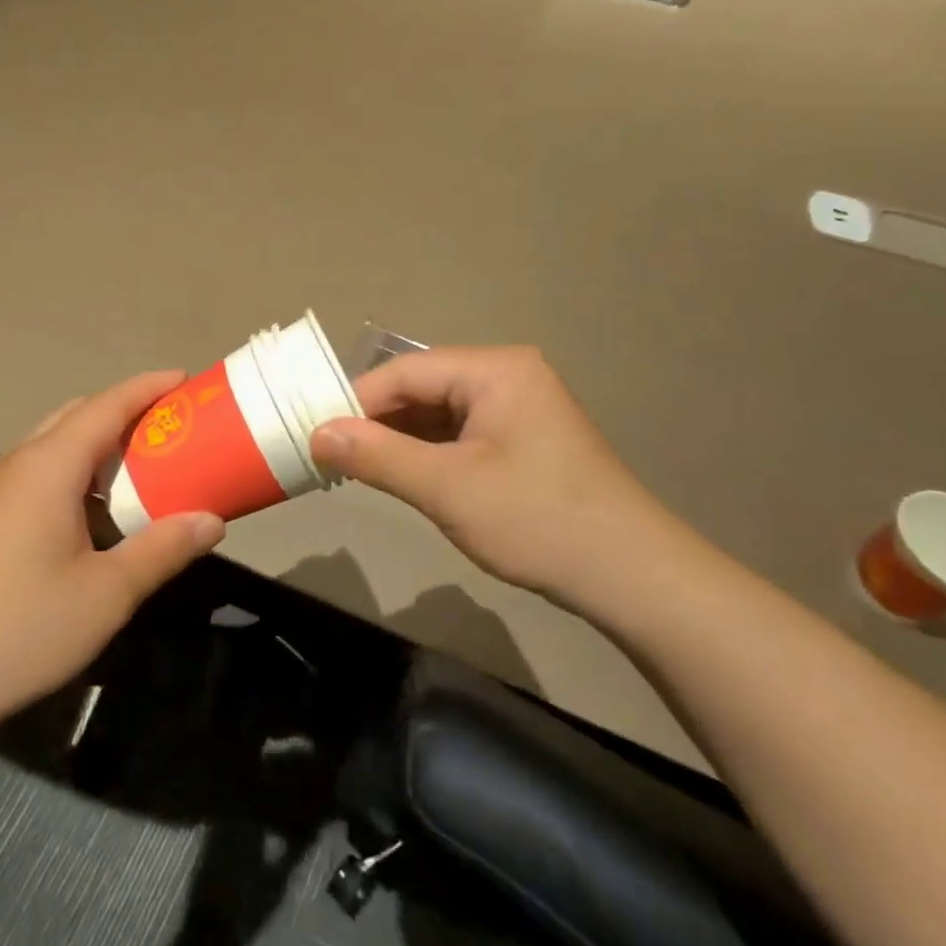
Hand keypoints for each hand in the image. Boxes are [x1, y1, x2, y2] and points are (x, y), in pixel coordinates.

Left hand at [0, 371, 225, 731]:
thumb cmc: (23, 627)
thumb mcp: (108, 592)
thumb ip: (163, 548)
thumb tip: (212, 521)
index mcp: (49, 466)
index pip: (107, 405)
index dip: (148, 387)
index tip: (186, 379)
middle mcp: (19, 464)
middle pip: (78, 415)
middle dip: (125, 409)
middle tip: (171, 424)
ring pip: (55, 443)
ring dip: (99, 441)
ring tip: (142, 461)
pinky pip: (40, 471)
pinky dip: (77, 469)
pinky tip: (96, 508)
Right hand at [310, 347, 699, 618]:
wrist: (631, 576)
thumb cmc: (537, 520)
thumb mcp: (447, 488)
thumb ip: (378, 456)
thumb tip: (317, 434)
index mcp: (495, 369)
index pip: (405, 371)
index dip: (356, 400)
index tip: (314, 431)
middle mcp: (507, 375)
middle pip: (422, 387)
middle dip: (376, 420)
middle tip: (329, 452)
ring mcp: (517, 407)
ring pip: (439, 412)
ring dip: (399, 438)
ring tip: (354, 466)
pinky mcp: (522, 439)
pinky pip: (460, 433)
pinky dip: (427, 451)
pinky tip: (400, 473)